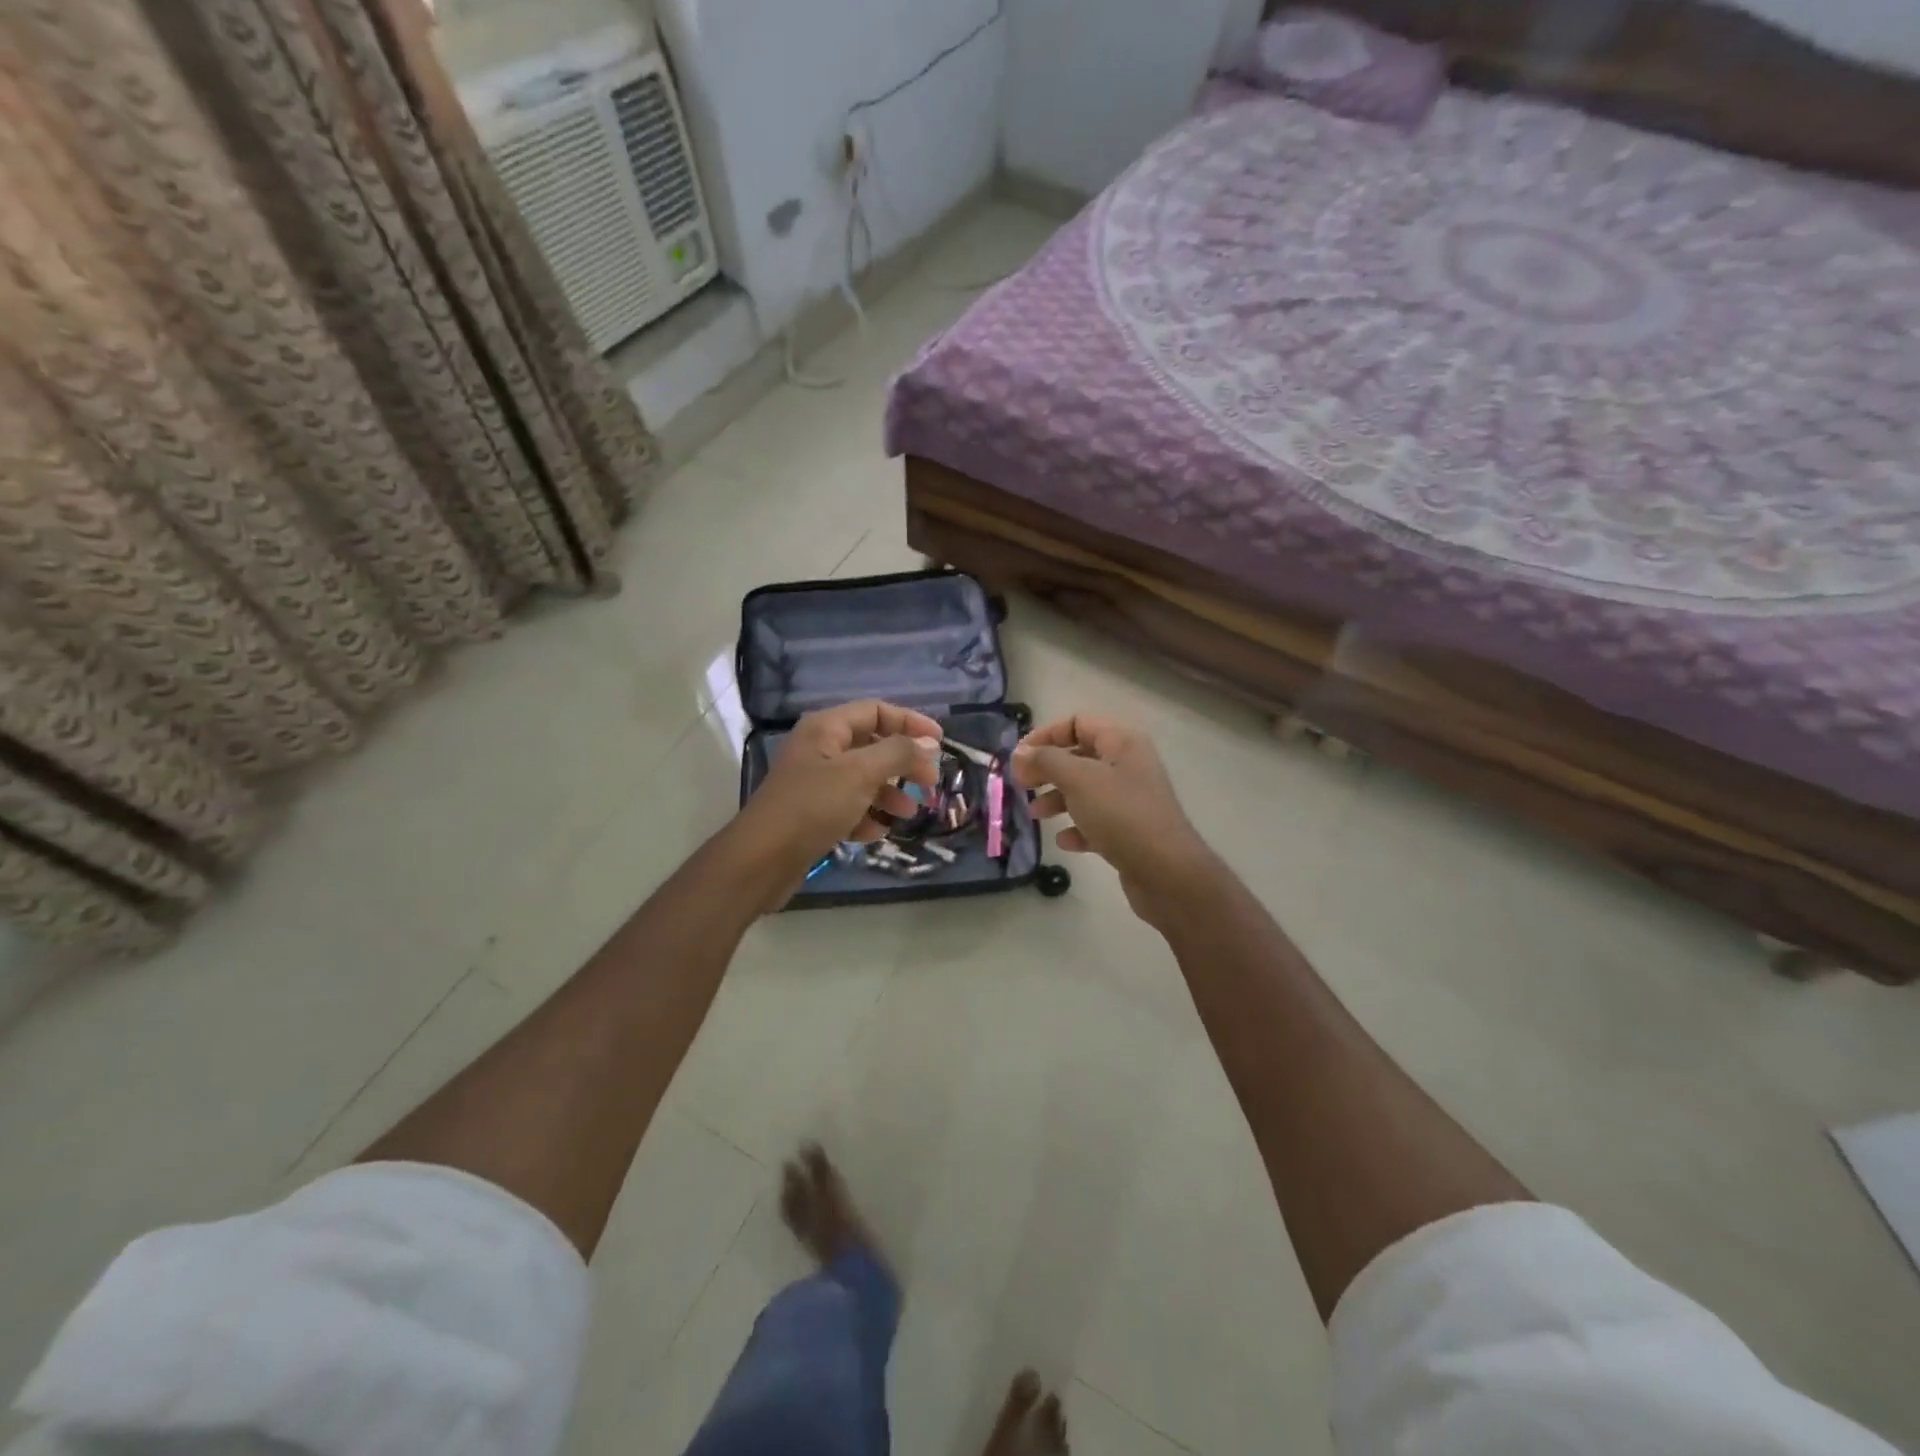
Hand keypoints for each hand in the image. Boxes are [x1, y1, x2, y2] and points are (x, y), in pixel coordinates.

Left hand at [737, 700, 942, 896]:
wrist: (761, 860)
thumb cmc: (812, 807)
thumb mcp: (861, 773)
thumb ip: (898, 753)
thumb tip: (928, 743)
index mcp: (826, 728)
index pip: (876, 711)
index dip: (910, 722)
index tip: (940, 742)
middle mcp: (819, 749)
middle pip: (871, 745)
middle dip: (903, 762)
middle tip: (930, 782)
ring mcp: (814, 783)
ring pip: (862, 779)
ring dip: (889, 793)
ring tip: (909, 812)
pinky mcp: (811, 814)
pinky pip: (848, 807)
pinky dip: (867, 816)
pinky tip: (877, 832)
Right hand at [1010, 715, 1212, 921]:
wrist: (1166, 871)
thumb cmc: (1121, 814)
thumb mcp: (1078, 779)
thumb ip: (1045, 761)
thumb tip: (1020, 753)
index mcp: (1122, 742)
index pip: (1077, 722)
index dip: (1045, 735)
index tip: (1019, 757)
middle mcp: (1128, 765)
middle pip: (1079, 756)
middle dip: (1048, 769)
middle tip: (1022, 785)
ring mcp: (1130, 799)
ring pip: (1085, 790)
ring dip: (1057, 799)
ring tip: (1036, 814)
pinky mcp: (1130, 831)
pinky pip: (1096, 821)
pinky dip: (1077, 827)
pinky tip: (1065, 841)